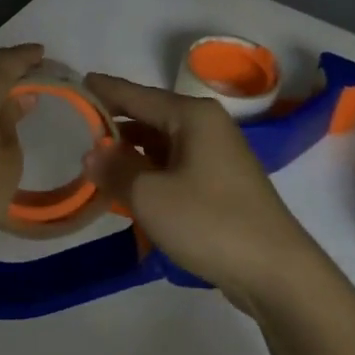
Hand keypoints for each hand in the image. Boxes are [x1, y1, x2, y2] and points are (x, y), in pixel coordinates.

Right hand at [82, 73, 321, 310]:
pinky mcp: (222, 184)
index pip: (137, 94)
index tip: (78, 82)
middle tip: (77, 133)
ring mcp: (218, 155)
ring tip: (97, 166)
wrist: (277, 273)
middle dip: (115, 127)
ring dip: (132, 155)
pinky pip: (175, 167)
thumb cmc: (210, 222)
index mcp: (192, 116)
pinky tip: (130, 191)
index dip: (105, 90)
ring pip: (162, 145)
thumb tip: (92, 153)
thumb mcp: (149, 196)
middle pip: (150, 118)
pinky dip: (151, 174)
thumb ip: (115, 169)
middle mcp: (207, 126)